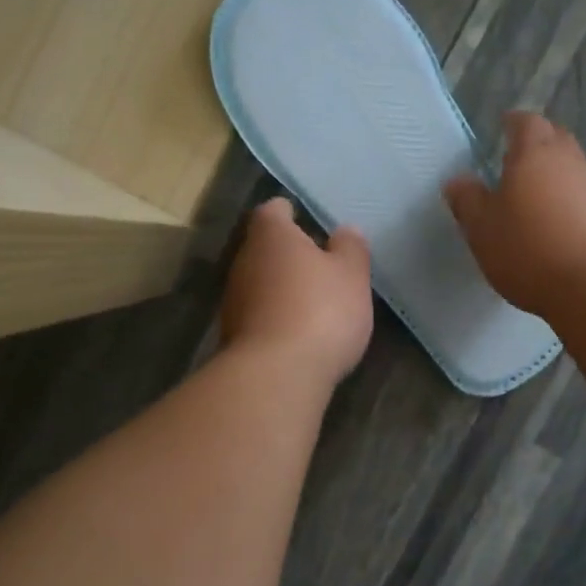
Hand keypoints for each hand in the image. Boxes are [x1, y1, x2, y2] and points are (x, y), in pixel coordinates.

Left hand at [221, 198, 373, 386]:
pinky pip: (258, 315)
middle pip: (264, 248)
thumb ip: (350, 249)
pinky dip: (275, 318)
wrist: (276, 375)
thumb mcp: (351, 275)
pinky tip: (299, 334)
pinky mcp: (233, 336)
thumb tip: (345, 231)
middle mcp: (244, 261)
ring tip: (313, 302)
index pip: (274, 210)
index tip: (307, 221)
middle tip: (320, 265)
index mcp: (271, 236)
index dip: (290, 212)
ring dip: (281, 288)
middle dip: (288, 254)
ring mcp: (234, 300)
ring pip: (260, 282)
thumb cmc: (320, 311)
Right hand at [443, 112, 585, 317]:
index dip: (513, 123)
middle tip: (517, 164)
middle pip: (555, 139)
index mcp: (535, 154)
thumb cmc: (528, 251)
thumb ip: (468, 200)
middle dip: (537, 145)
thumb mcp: (482, 230)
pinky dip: (575, 204)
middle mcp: (572, 161)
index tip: (502, 129)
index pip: (525, 122)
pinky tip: (563, 229)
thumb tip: (458, 180)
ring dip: (557, 177)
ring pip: (575, 169)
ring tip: (538, 201)